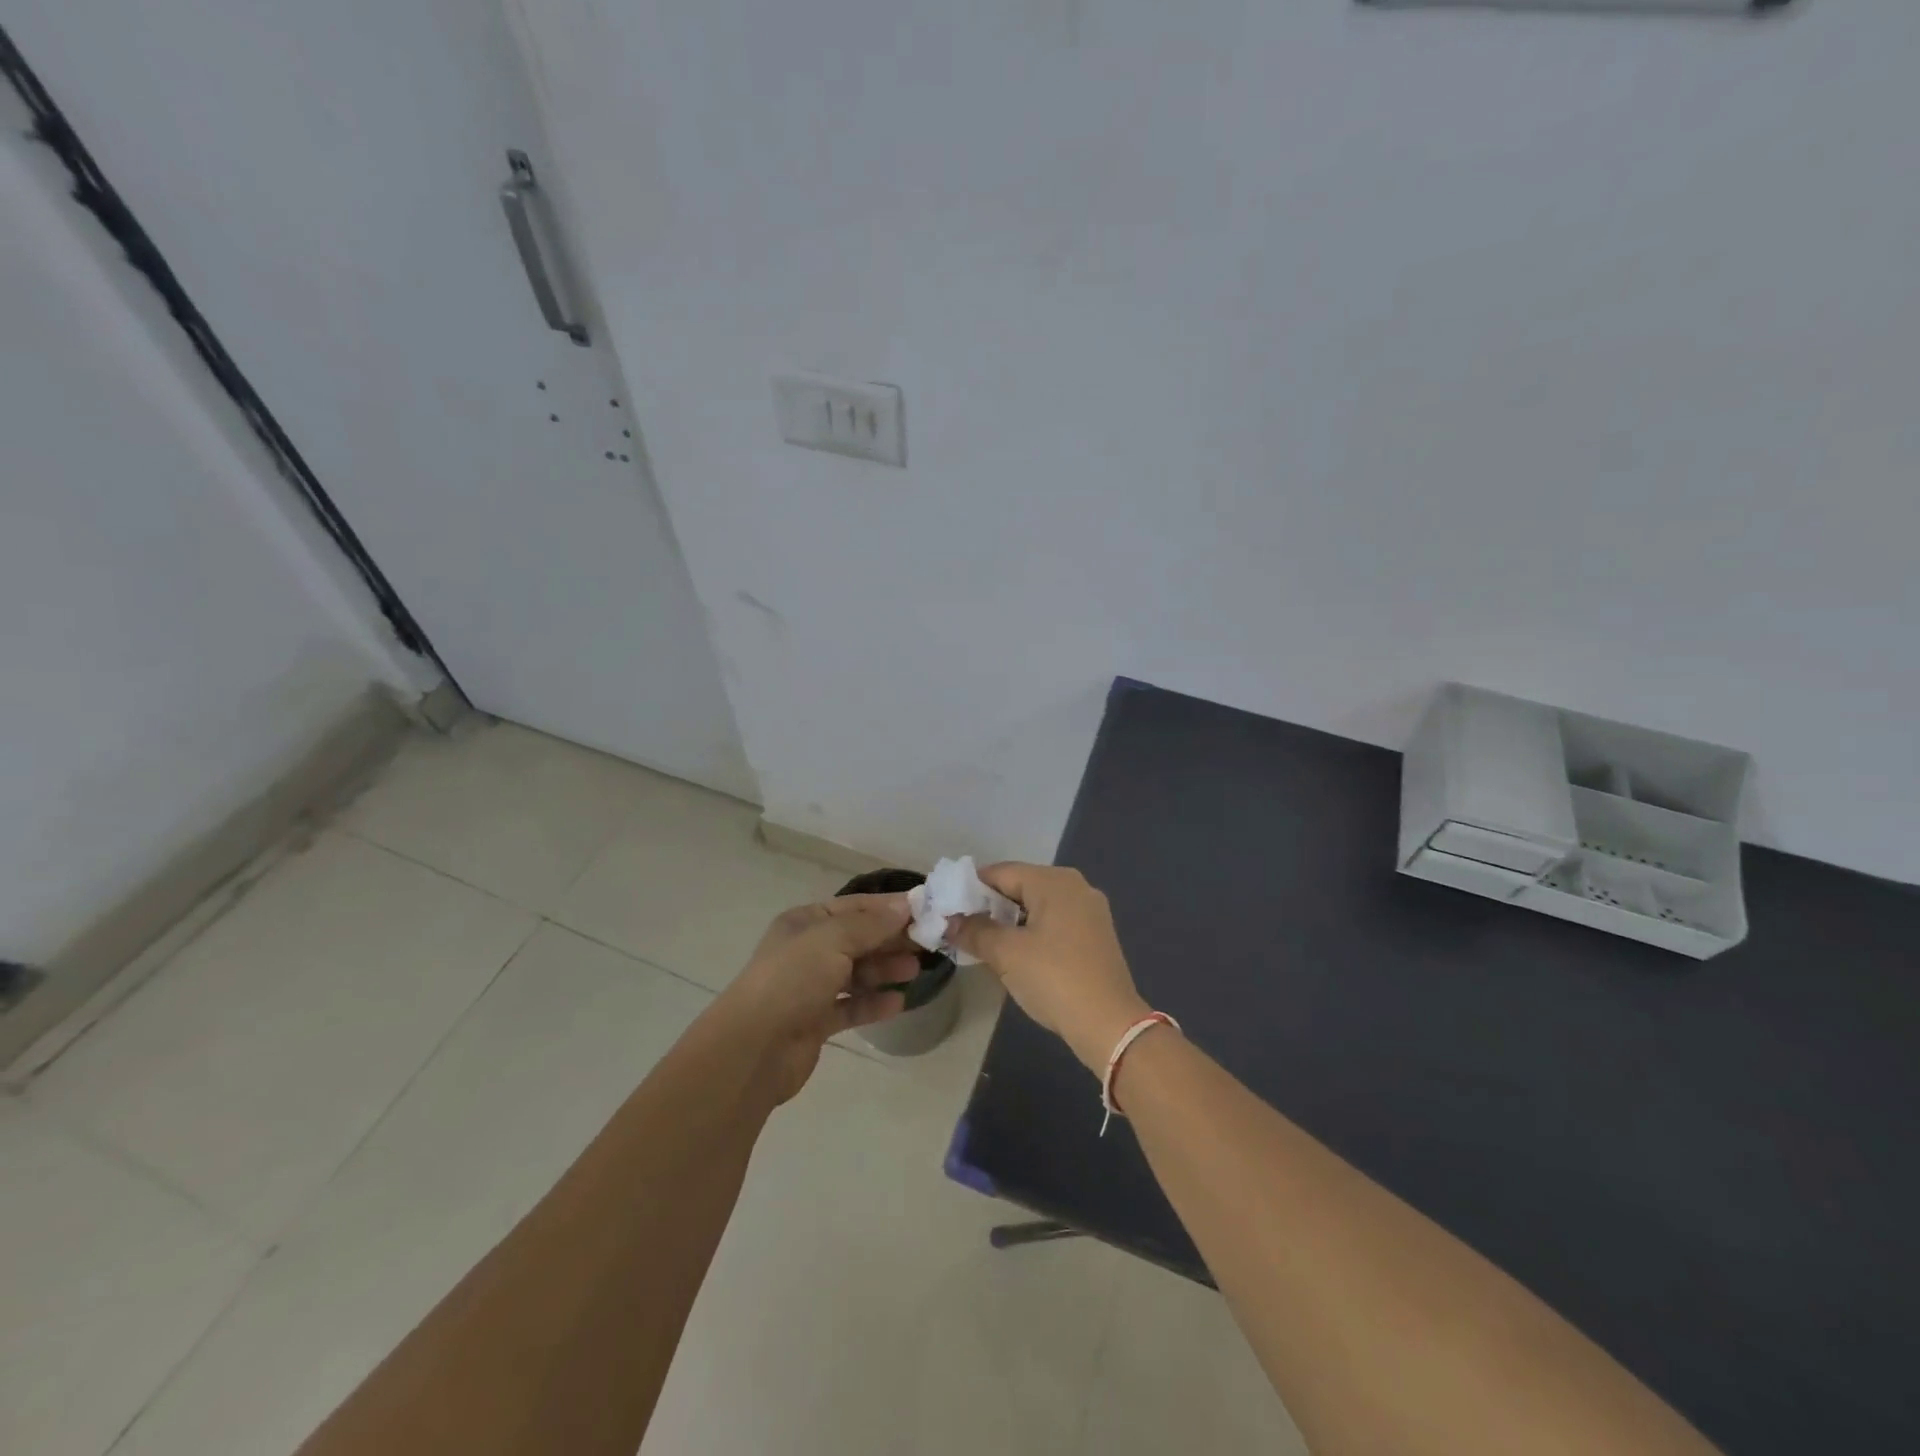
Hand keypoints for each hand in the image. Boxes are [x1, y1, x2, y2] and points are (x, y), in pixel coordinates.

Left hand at [713, 893, 916, 1101]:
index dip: (889, 907)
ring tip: (915, 971)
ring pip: (856, 973)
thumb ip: (871, 924)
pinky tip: (898, 1003)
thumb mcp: (833, 940)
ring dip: (885, 970)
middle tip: (927, 943)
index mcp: (805, 922)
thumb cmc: (793, 979)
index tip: (925, 910)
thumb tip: (904, 906)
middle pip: (858, 939)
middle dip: (891, 940)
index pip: (854, 906)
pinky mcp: (816, 1021)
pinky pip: (851, 1006)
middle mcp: (807, 951)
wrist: (754, 1047)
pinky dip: (873, 1003)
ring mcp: (810, 987)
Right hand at [948, 863, 1150, 1074]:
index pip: (1000, 873)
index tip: (946, 909)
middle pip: (1020, 886)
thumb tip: (949, 922)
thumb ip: (974, 931)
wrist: (1109, 1024)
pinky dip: (1031, 932)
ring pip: (1036, 906)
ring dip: (1008, 922)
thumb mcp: (1006, 954)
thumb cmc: (1055, 979)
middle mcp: (1075, 886)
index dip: (969, 889)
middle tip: (960, 928)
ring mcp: (1089, 911)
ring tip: (982, 943)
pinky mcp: (1095, 936)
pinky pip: (1053, 923)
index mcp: (1054, 881)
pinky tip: (1014, 954)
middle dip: (989, 906)